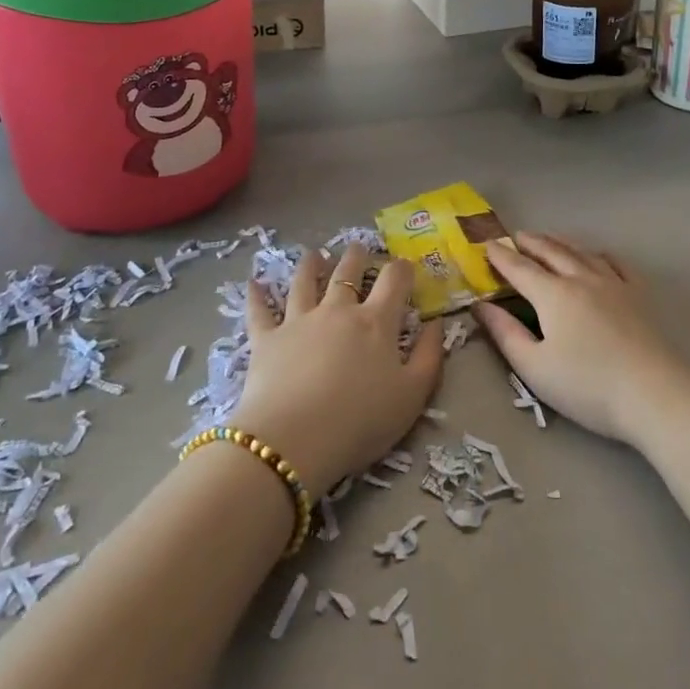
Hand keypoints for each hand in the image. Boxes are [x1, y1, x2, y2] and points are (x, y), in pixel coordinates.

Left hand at [230, 244, 442, 497]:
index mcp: (375, 322)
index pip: (393, 280)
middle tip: (358, 247)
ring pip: (305, 282)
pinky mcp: (266, 338)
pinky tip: (253, 282)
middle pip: (347, 272)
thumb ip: (429, 356)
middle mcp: (337, 310)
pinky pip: (260, 310)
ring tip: (314, 254)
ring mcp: (298, 320)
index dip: (402, 269)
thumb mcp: (412, 396)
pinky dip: (256, 295)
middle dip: (356, 256)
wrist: (294, 441)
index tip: (405, 266)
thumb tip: (436, 322)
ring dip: (311, 265)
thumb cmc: (360, 421)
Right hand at [472, 233, 689, 448]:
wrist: (654, 393)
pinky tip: (597, 255)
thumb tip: (481, 305)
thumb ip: (505, 333)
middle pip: (551, 251)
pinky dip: (599, 254)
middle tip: (516, 235)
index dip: (501, 256)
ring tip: (549, 237)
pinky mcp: (638, 294)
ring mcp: (614, 283)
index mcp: (552, 294)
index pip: (520, 268)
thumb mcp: (534, 368)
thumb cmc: (587, 386)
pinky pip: (616, 262)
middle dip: (530, 242)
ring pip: (581, 252)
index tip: (487, 245)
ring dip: (560, 241)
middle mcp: (581, 278)